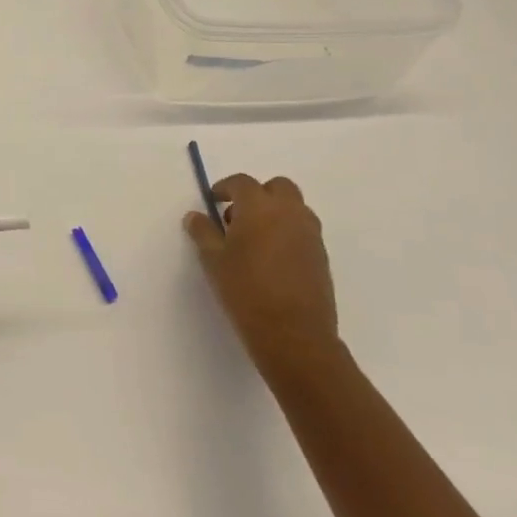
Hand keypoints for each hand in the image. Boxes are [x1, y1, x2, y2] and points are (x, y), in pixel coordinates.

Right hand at [184, 174, 338, 376]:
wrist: (293, 334)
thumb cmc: (245, 290)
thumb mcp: (213, 260)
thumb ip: (203, 232)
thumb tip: (195, 216)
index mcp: (260, 207)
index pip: (242, 182)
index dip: (225, 187)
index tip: (213, 201)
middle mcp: (290, 213)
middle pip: (277, 187)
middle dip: (257, 194)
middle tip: (237, 217)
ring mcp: (310, 234)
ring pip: (294, 208)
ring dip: (275, 212)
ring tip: (254, 239)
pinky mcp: (321, 255)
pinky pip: (303, 230)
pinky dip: (287, 232)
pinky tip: (271, 258)